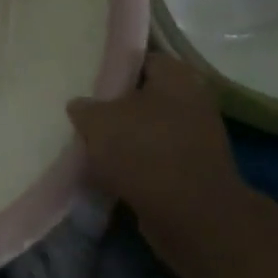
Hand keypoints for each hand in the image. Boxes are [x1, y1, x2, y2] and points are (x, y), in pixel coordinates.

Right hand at [69, 50, 244, 241]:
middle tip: (84, 111)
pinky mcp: (193, 174)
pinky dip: (134, 166)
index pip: (140, 58)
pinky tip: (106, 172)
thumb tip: (80, 106)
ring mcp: (197, 140)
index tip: (88, 75)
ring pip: (148, 130)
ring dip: (124, 139)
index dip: (112, 64)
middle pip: (144, 96)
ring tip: (90, 143)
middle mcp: (192, 102)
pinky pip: (155, 160)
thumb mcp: (98, 121)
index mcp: (176, 77)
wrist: (193, 219)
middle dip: (116, 105)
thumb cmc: (145, 152)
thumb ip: (84, 108)